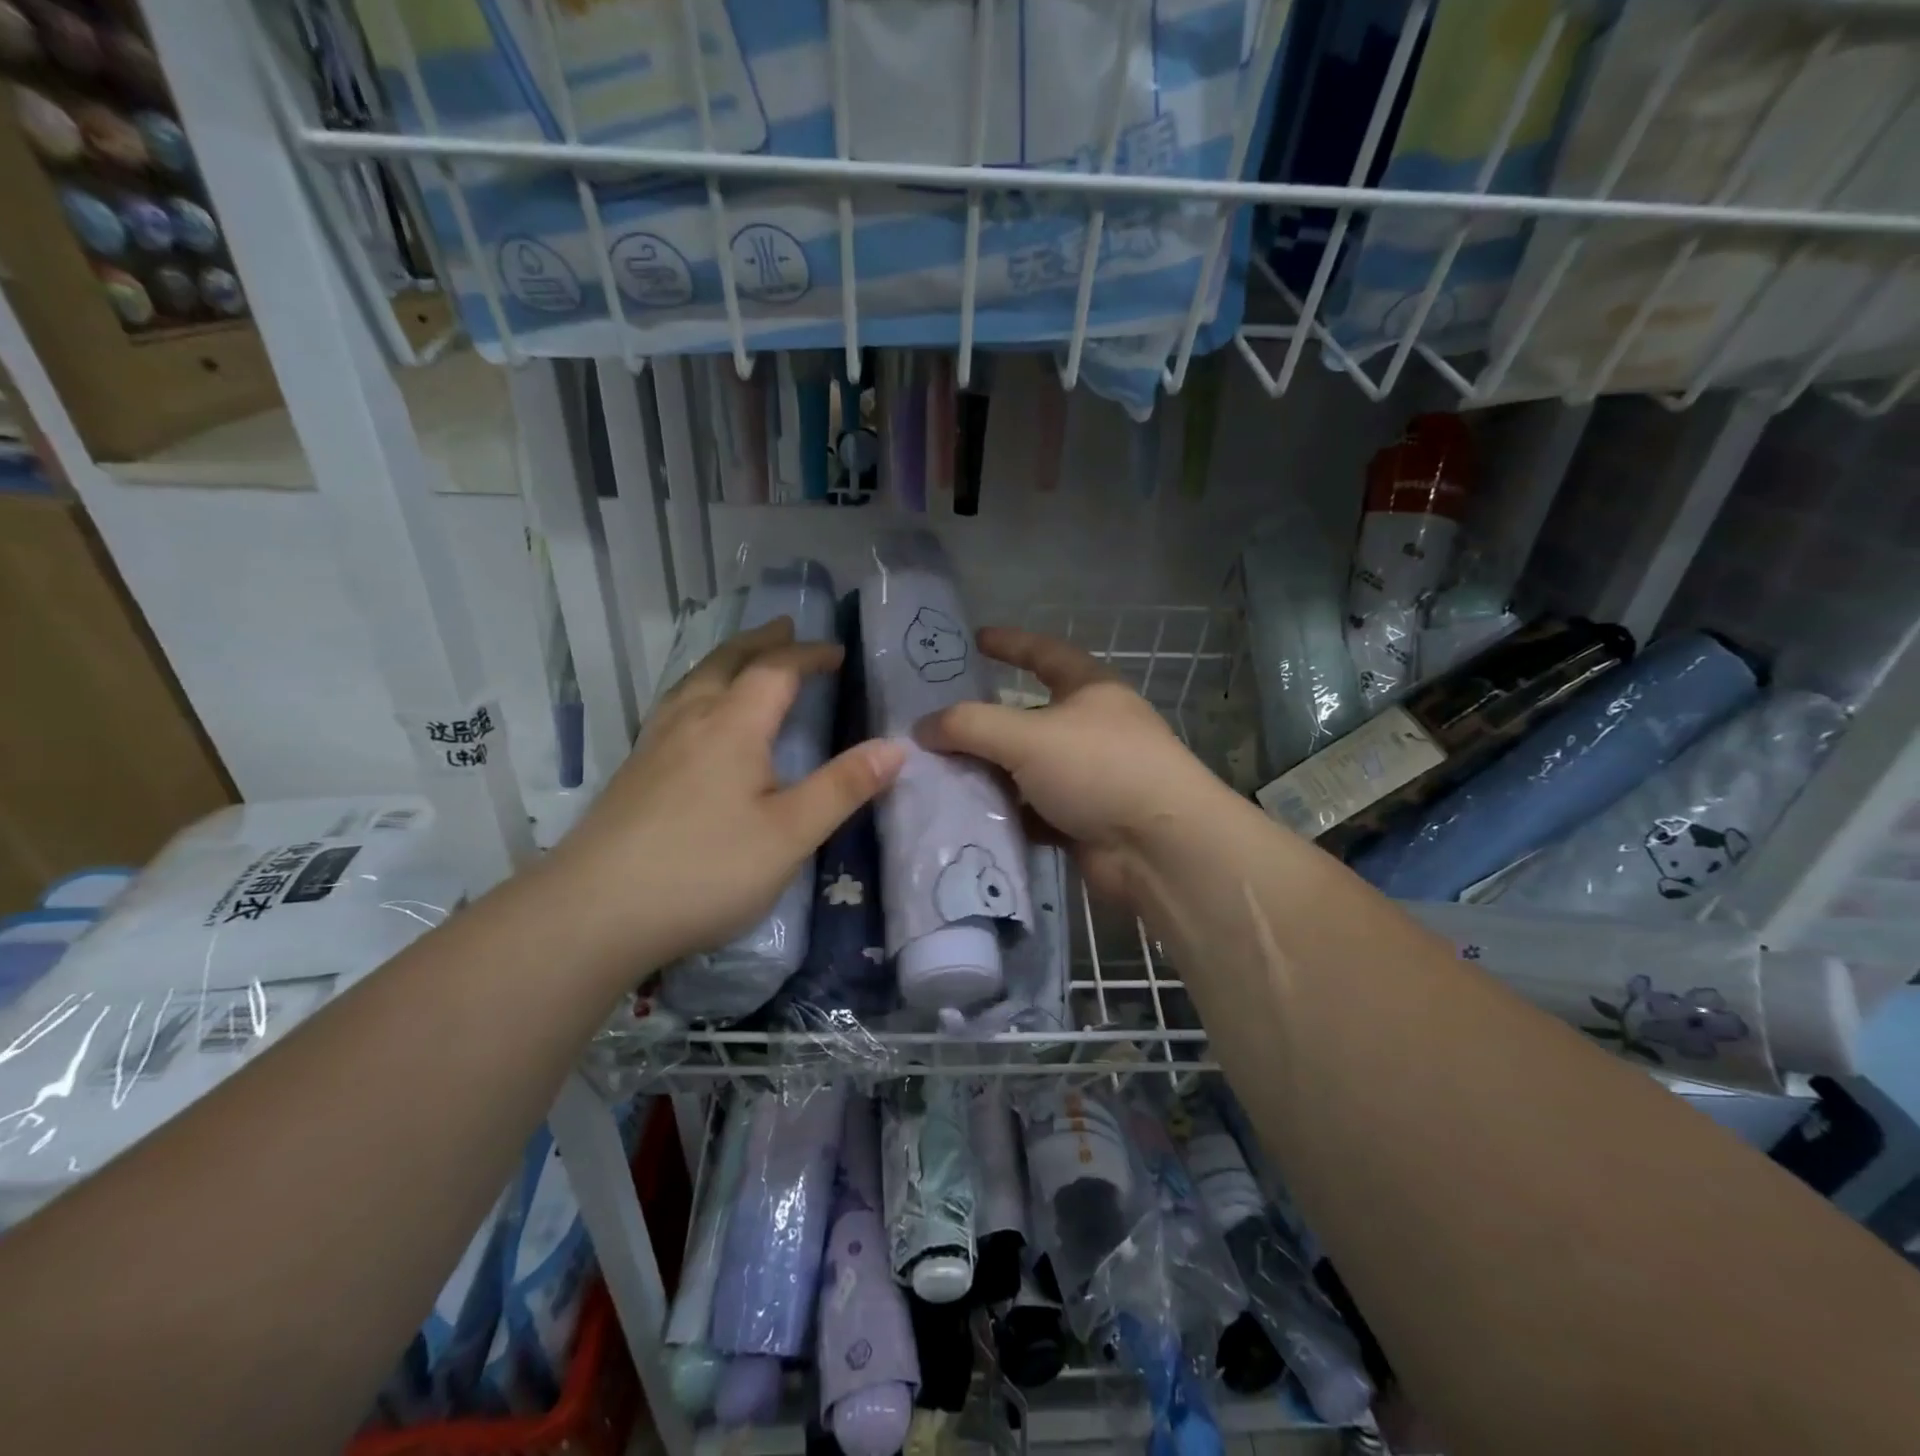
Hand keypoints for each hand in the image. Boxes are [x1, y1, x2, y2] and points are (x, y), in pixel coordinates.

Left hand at [548, 618, 903, 972]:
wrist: (595, 912)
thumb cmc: (706, 869)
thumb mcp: (791, 833)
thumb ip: (843, 787)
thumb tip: (895, 747)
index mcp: (732, 726)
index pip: (775, 671)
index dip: (808, 655)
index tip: (836, 652)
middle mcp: (690, 721)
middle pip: (726, 662)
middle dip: (761, 642)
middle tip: (785, 628)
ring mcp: (654, 745)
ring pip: (692, 682)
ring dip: (725, 660)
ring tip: (741, 661)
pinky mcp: (633, 773)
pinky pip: (673, 707)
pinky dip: (699, 690)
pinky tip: (695, 719)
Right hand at [915, 627, 1230, 902]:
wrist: (1160, 849)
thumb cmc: (1100, 768)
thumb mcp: (1028, 736)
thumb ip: (969, 726)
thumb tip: (921, 727)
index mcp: (1089, 690)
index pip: (1044, 653)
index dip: (1010, 643)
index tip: (974, 639)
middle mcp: (1091, 729)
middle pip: (1027, 718)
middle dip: (984, 722)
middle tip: (935, 725)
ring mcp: (1089, 777)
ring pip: (1026, 769)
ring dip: (989, 773)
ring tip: (936, 775)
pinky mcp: (1083, 821)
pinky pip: (1032, 811)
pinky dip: (1004, 813)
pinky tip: (966, 818)